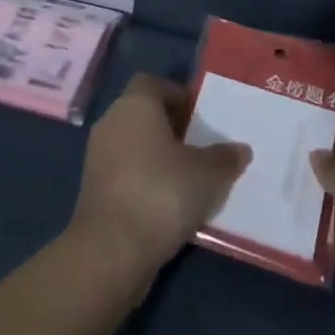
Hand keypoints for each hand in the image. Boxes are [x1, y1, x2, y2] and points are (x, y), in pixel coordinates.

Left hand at [69, 74, 250, 285]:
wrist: (111, 250)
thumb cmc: (162, 193)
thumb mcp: (207, 174)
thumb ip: (225, 158)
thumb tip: (241, 150)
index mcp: (135, 105)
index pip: (153, 83)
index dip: (177, 95)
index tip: (200, 116)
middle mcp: (112, 122)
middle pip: (143, 114)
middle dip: (171, 128)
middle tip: (200, 147)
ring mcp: (98, 157)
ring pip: (133, 145)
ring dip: (157, 157)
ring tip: (189, 179)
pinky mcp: (94, 190)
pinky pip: (125, 173)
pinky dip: (144, 182)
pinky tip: (168, 205)